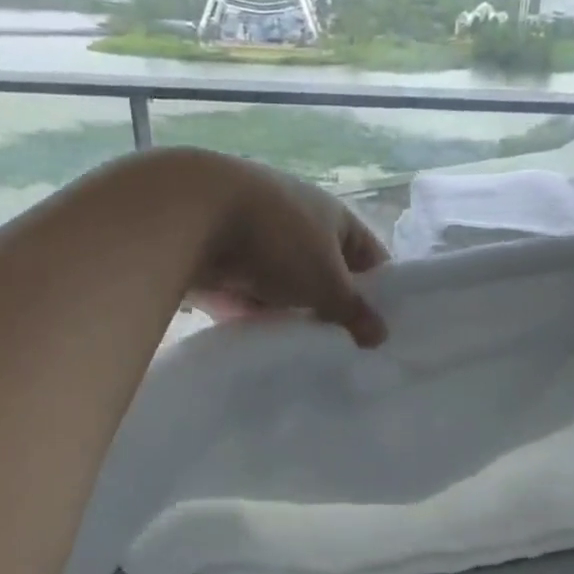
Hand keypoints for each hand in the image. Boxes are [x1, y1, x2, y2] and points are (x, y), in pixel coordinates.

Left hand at [174, 151, 389, 346]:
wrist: (190, 217)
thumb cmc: (278, 241)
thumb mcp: (327, 282)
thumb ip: (355, 311)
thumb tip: (381, 335)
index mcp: (333, 217)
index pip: (370, 256)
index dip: (380, 291)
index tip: (382, 331)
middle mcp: (298, 223)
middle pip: (326, 275)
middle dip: (333, 310)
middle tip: (346, 352)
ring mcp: (258, 242)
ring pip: (287, 289)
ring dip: (293, 316)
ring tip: (307, 356)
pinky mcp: (223, 262)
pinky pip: (250, 297)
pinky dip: (257, 318)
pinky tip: (267, 348)